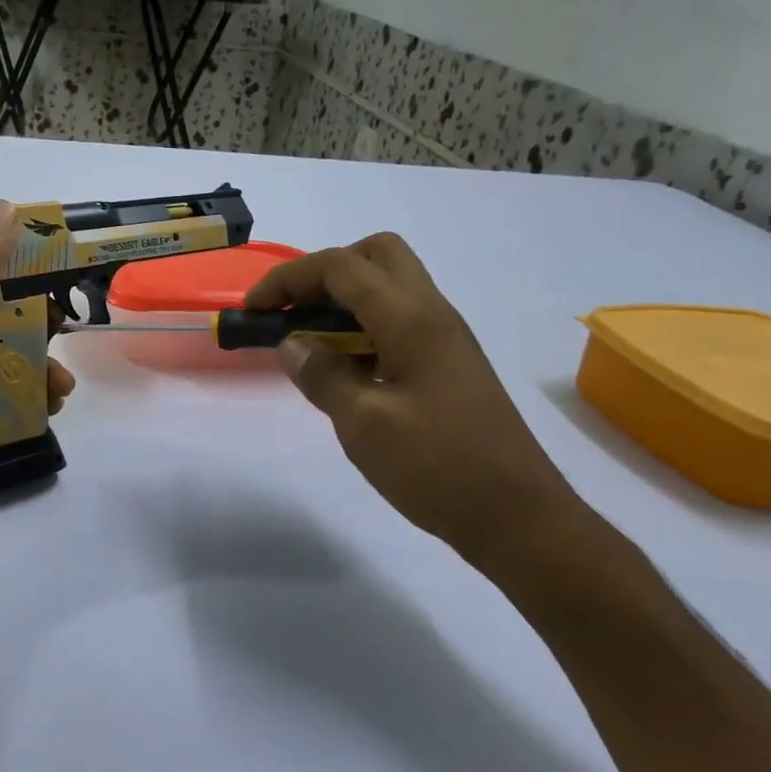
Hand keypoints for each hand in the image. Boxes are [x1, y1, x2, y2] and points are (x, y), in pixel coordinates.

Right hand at [245, 233, 580, 568]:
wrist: (518, 517)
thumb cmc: (438, 468)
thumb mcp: (364, 425)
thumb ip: (322, 376)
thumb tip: (291, 343)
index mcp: (412, 320)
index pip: (341, 267)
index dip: (288, 279)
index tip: (252, 311)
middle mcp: (432, 314)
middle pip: (375, 255)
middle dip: (323, 273)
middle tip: (291, 312)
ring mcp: (445, 338)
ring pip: (389, 286)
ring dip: (343, 299)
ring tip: (307, 341)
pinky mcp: (448, 364)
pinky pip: (398, 320)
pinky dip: (362, 325)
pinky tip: (343, 368)